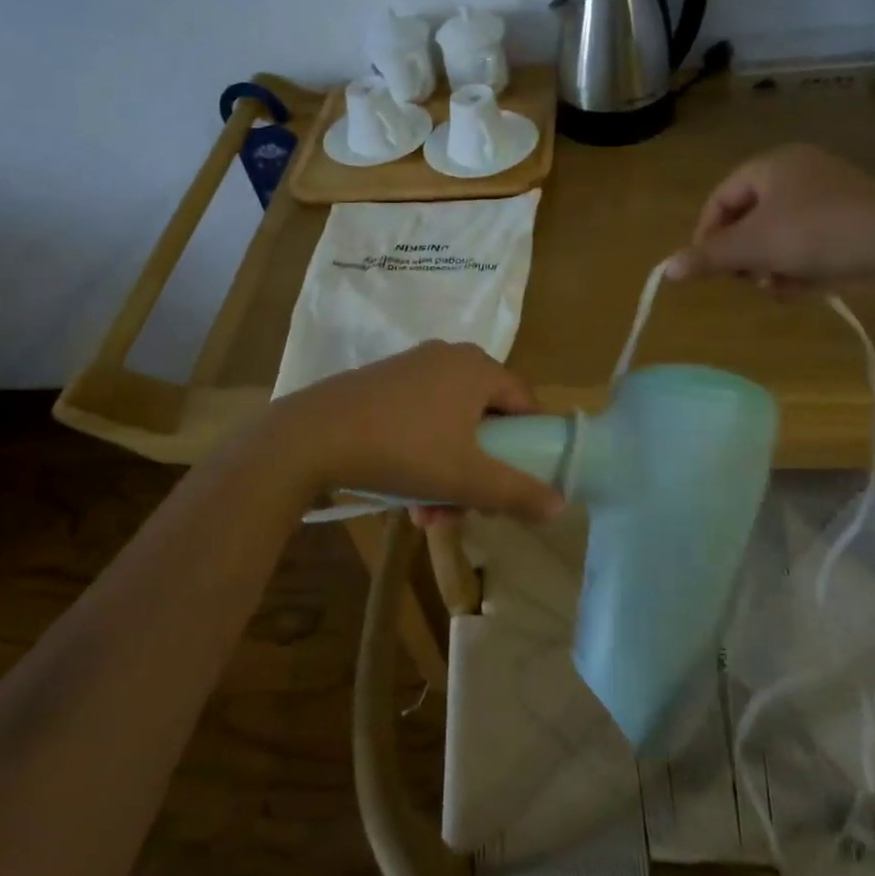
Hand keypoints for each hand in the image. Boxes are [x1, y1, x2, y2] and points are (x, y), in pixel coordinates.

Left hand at [267, 342, 565, 522]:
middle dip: (478, 473)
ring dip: (448, 475)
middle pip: (486, 420)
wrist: (313, 435)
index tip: (516, 485)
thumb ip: (518, 492)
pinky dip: (421, 456)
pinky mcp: (383, 382)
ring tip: (427, 518)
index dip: (529, 446)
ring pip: (450, 426)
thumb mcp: (467, 478)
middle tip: (465, 511)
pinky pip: (420, 419)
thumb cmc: (404, 449)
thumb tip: (561, 505)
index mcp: (478, 368)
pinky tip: (404, 496)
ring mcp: (413, 367)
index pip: (525, 403)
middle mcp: (450, 357)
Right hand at [664, 144, 874, 289]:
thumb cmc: (816, 233)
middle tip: (745, 280)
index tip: (706, 267)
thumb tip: (666, 269)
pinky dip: (801, 266)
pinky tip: (806, 288)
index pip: (722, 197)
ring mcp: (832, 196)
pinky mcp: (855, 221)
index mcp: (773, 164)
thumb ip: (708, 257)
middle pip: (751, 218)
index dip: (707, 233)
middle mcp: (801, 172)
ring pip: (780, 235)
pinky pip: (810, 243)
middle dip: (744, 255)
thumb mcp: (753, 247)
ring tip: (778, 287)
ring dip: (771, 266)